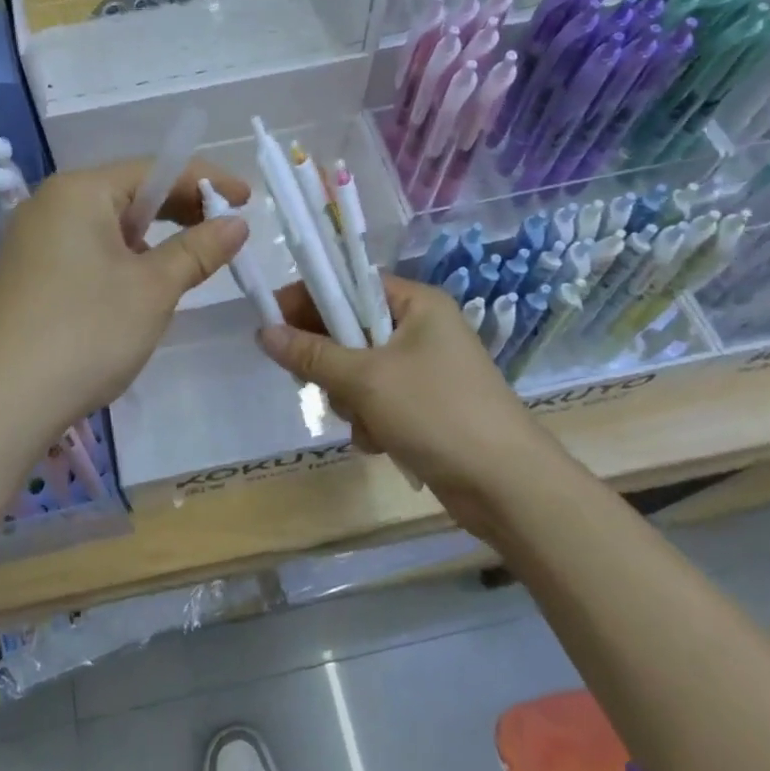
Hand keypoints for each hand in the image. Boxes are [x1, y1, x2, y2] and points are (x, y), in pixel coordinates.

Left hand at [0, 158, 251, 438]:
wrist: (3, 402)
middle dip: (180, 210)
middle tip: (224, 231)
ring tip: (187, 264)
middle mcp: (50, 204)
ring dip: (152, 238)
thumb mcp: (153, 289)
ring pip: (108, 225)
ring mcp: (32, 240)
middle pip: (128, 193)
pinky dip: (121, 259)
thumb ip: (198, 250)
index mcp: (79, 192)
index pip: (155, 170)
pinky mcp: (27, 273)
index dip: (206, 182)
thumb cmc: (87, 332)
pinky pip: (86, 250)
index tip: (247, 200)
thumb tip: (236, 223)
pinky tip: (139, 287)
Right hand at [256, 275, 540, 511]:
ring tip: (363, 421)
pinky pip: (378, 401)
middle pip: (351, 330)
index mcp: (417, 304)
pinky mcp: (426, 408)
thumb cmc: (436, 413)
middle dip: (331, 362)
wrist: (506, 485)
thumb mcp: (365, 379)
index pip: (350, 285)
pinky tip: (379, 443)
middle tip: (314, 381)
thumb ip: (311, 354)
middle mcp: (423, 329)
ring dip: (350, 398)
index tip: (272, 322)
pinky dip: (371, 420)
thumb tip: (263, 332)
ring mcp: (426, 371)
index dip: (309, 300)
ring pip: (359, 371)